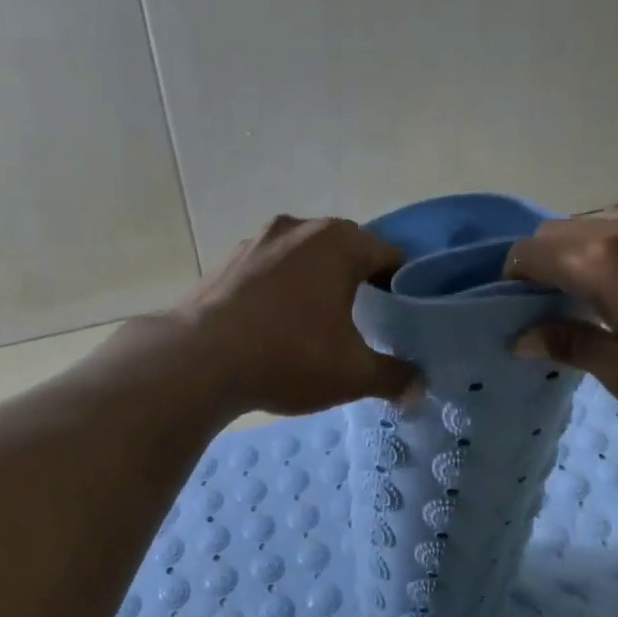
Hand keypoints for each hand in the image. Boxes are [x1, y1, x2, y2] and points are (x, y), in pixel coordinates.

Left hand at [168, 215, 418, 415]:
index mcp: (338, 242)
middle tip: (364, 321)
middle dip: (357, 280)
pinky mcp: (227, 260)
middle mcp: (299, 228)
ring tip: (316, 323)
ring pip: (303, 256)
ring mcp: (258, 240)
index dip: (402, 285)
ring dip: (315, 282)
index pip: (389, 254)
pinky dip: (280, 288)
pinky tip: (273, 324)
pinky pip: (269, 268)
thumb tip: (418, 389)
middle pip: (345, 249)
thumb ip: (393, 377)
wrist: (198, 359)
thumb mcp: (352, 374)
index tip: (401, 316)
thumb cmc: (288, 356)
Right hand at [503, 208, 617, 429]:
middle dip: (538, 266)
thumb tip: (521, 337)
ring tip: (584, 302)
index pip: (528, 253)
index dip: (509, 280)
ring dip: (573, 255)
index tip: (511, 313)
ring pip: (590, 227)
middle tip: (545, 312)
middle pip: (555, 233)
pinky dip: (606, 252)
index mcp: (600, 261)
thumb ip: (570, 346)